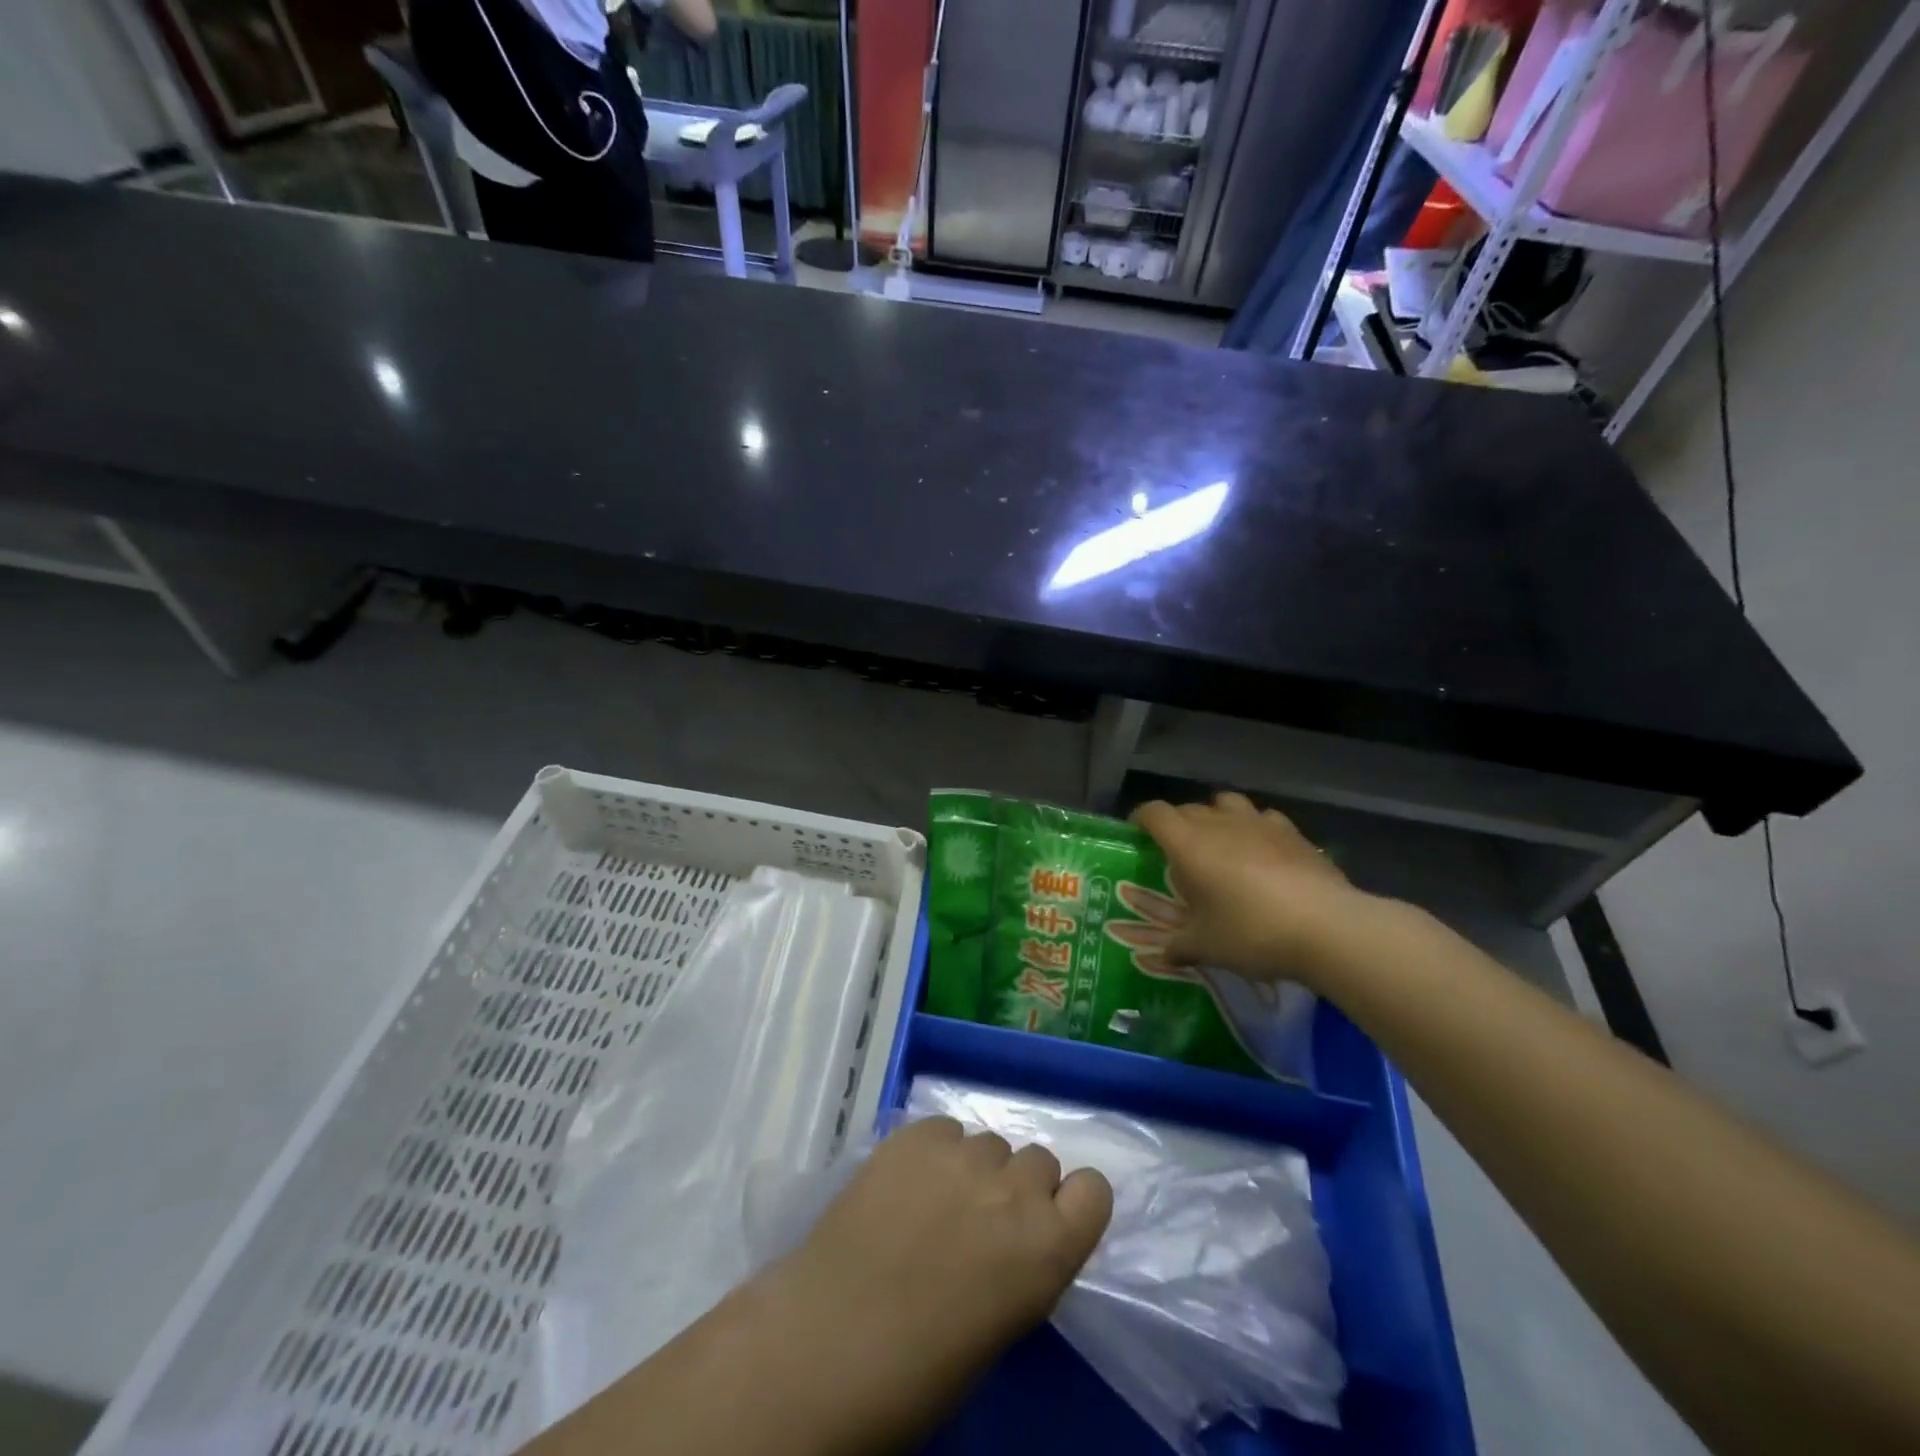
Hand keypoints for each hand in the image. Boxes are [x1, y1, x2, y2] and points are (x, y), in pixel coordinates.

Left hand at [755, 1118, 1112, 1453]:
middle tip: (981, 1221)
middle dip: (1018, 1187)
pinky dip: (935, 1151)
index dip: (1071, 1203)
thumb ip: (1023, 1264)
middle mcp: (1015, 1188)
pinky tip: (906, 1184)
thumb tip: (1015, 1240)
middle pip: (1039, 1160)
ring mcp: (963, 1153)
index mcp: (1049, 1247)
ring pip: (989, 1143)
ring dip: (975, 1168)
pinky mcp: (915, 1134)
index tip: (1048, 1221)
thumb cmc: (921, 1370)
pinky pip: (945, 1130)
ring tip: (936, 1202)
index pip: (1094, 1190)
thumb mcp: (1001, 1323)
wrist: (830, 1342)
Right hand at [1130, 791, 1369, 984]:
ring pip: (1227, 804)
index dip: (1141, 818)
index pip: (1154, 813)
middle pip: (1188, 808)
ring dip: (1217, 817)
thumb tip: (1164, 954)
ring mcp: (1259, 823)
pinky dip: (1254, 828)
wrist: (1327, 928)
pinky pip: (1263, 818)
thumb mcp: (1206, 947)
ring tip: (1220, 844)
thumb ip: (1179, 946)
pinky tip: (1262, 852)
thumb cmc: (1251, 932)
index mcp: (1188, 844)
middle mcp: (1219, 823)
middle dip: (1177, 824)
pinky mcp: (1292, 832)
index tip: (1136, 833)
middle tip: (1177, 853)